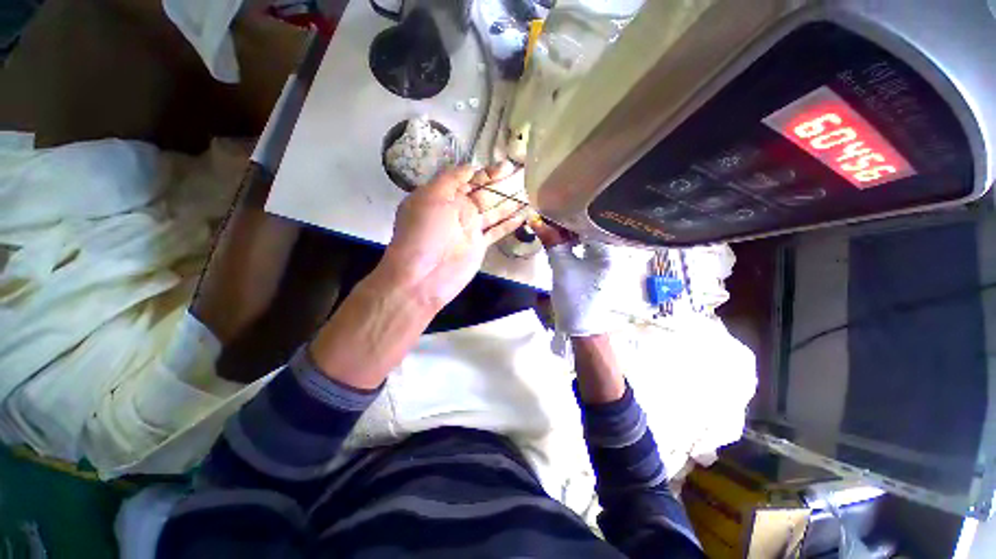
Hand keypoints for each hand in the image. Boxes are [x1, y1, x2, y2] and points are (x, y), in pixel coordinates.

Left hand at [378, 163, 527, 310]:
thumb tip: (470, 167)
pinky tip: (524, 215)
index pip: (470, 178)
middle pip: (485, 193)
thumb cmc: (424, 233)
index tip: (507, 166)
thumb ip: (450, 179)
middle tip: (523, 175)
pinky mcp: (480, 245)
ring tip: (529, 192)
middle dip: (503, 184)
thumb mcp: (431, 197)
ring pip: (494, 211)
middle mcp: (458, 209)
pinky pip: (497, 231)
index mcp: (445, 195)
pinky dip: (509, 224)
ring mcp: (471, 228)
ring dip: (510, 202)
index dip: (488, 172)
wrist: (423, 275)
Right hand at [534, 223, 652, 336]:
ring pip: (586, 237)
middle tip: (548, 218)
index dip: (569, 215)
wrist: (581, 326)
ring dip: (568, 233)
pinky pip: (585, 247)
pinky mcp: (599, 265)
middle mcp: (612, 250)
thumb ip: (551, 242)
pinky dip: (572, 243)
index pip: (590, 222)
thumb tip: (535, 220)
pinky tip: (560, 240)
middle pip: (589, 228)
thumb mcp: (561, 267)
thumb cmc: (575, 297)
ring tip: (550, 227)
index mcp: (609, 249)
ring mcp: (606, 259)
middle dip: (567, 223)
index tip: (552, 209)